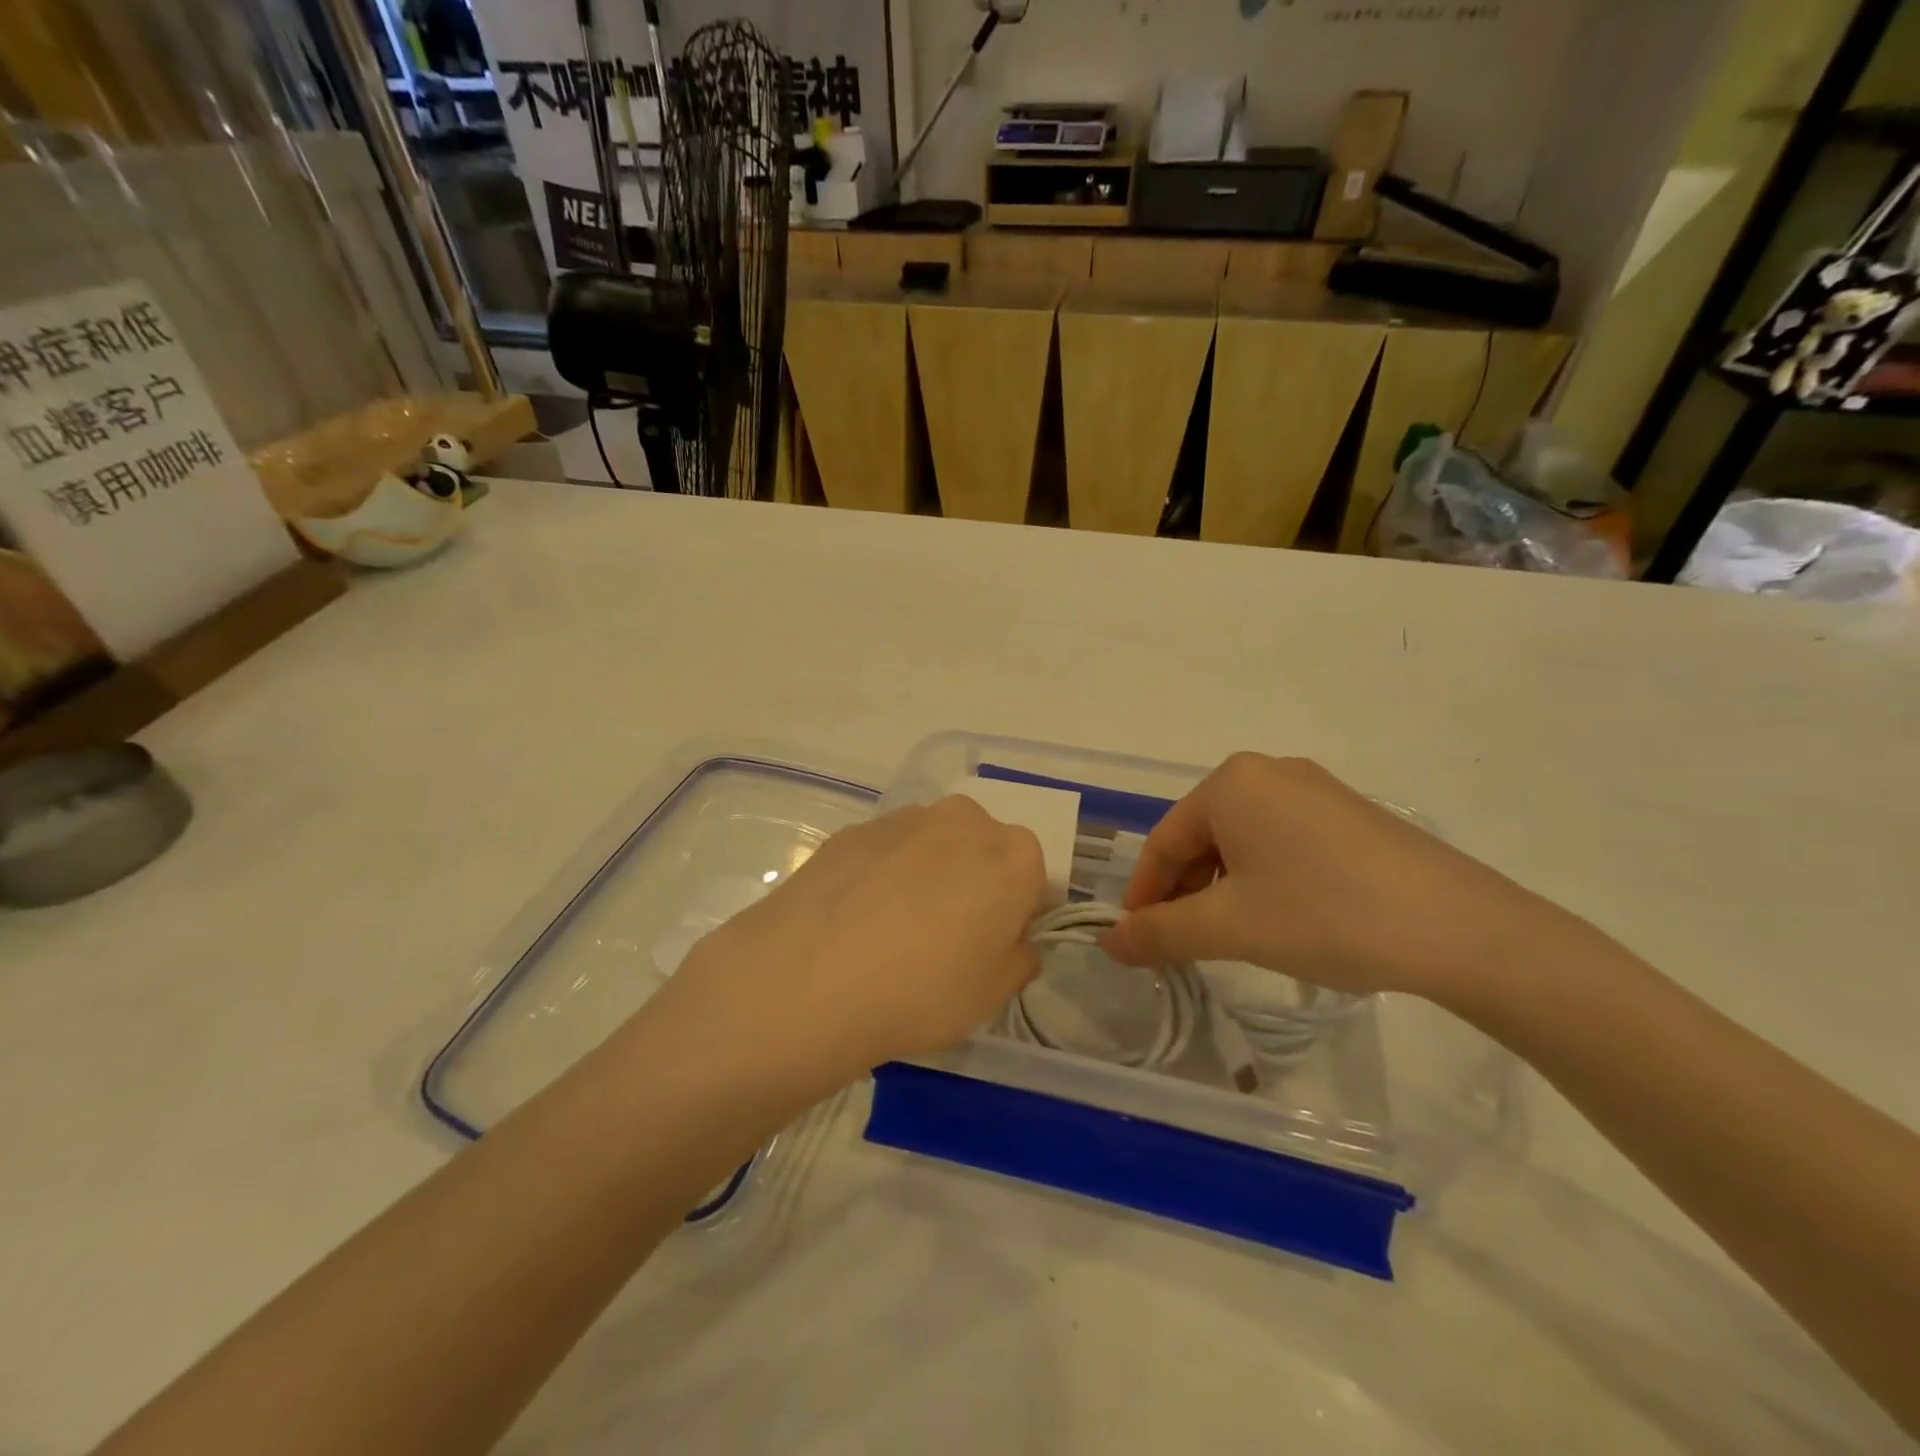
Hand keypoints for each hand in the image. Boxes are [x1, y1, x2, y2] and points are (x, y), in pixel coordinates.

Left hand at [667, 798, 1047, 1086]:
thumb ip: (1019, 958)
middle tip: (944, 939)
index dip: (1015, 914)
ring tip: (892, 930)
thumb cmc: (923, 989)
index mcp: (1013, 855)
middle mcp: (964, 821)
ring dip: (927, 875)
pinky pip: (886, 851)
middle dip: (974, 884)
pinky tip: (856, 919)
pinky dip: (882, 874)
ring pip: (933, 846)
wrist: (810, 977)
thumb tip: (1012, 940)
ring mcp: (903, 819)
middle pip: (983, 850)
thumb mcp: (994, 993)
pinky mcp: (854, 829)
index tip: (991, 947)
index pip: (1033, 878)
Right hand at [1102, 754, 1558, 1001]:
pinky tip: (1281, 920)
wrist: (1463, 930)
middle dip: (1184, 893)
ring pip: (1242, 842)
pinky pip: (1282, 843)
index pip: (1163, 841)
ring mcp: (1315, 791)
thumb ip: (1161, 933)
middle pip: (1201, 838)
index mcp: (1230, 783)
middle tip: (1183, 947)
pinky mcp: (1350, 816)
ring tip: (1231, 939)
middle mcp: (1268, 773)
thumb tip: (1110, 943)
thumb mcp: (1230, 927)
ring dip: (1222, 890)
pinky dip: (1264, 881)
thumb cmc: (1326, 915)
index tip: (1136, 941)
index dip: (1144, 894)